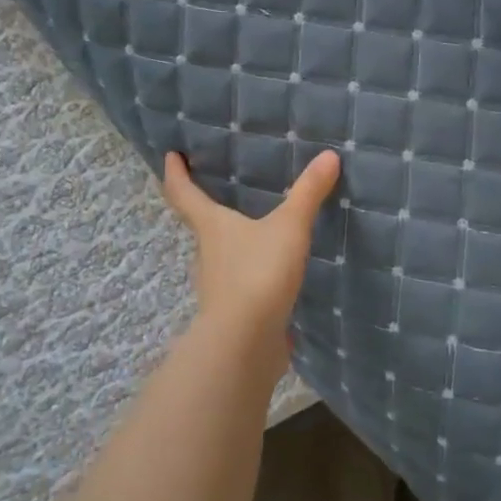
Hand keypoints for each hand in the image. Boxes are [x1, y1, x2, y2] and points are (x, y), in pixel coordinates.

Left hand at [161, 150, 340, 344]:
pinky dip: (252, 275)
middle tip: (222, 191)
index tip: (171, 156)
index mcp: (212, 227)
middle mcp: (208, 254)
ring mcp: (218, 287)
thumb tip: (329, 156)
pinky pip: (242, 285)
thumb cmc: (258, 273)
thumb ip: (307, 193)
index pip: (184, 194)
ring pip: (222, 256)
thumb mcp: (289, 228)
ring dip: (234, 244)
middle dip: (209, 210)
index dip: (176, 173)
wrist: (245, 344)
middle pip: (203, 226)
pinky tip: (273, 275)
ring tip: (257, 231)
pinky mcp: (234, 313)